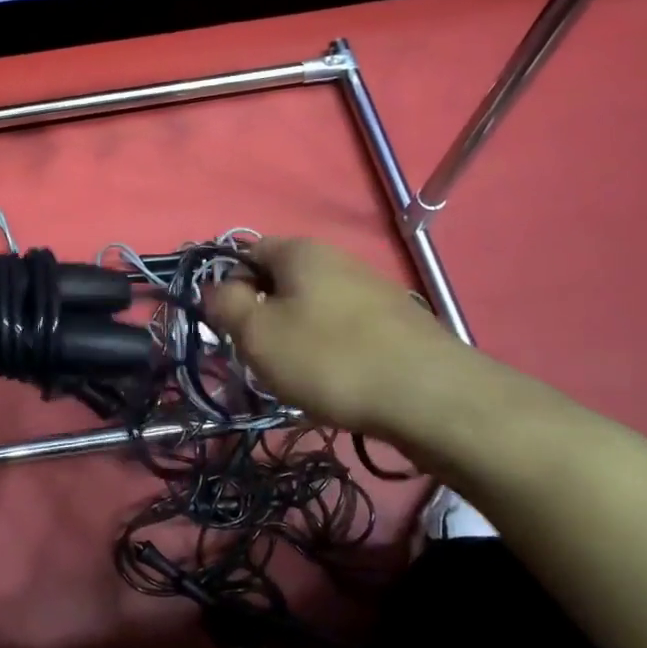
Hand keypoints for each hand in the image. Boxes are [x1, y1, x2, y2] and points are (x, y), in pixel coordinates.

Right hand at [207, 239, 470, 451]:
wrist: (430, 397)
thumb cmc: (329, 358)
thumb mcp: (257, 334)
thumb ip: (225, 305)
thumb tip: (216, 289)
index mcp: (300, 251)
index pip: (247, 251)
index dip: (229, 285)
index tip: (229, 327)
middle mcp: (338, 258)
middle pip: (282, 281)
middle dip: (264, 315)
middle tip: (259, 355)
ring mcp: (373, 289)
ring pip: (314, 307)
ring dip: (297, 335)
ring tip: (298, 375)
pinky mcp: (397, 322)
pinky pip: (345, 329)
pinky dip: (331, 350)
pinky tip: (337, 382)